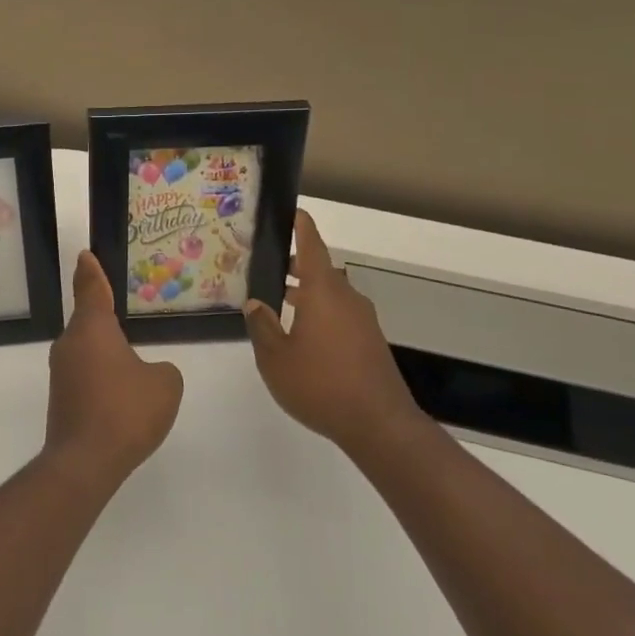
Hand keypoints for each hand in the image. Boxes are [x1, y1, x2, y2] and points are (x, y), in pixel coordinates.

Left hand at [45, 252, 183, 490]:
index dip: (90, 272)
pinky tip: (120, 394)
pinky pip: (85, 375)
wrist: (85, 462)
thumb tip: (148, 372)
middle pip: (88, 321)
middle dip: (103, 316)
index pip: (91, 289)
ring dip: (105, 351)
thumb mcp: (164, 384)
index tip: (84, 255)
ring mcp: (61, 373)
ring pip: (86, 350)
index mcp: (93, 329)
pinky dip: (101, 377)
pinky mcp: (61, 399)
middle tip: (122, 311)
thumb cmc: (127, 411)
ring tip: (129, 358)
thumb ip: (162, 370)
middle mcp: (70, 344)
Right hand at [243, 211, 426, 455]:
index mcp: (323, 292)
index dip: (301, 227)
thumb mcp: (276, 358)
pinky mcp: (370, 342)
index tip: (293, 211)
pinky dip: (320, 312)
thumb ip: (263, 326)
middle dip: (296, 266)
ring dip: (307, 292)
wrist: (378, 424)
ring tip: (280, 302)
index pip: (311, 247)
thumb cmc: (320, 384)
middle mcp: (346, 298)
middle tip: (268, 267)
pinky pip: (340, 314)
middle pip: (320, 270)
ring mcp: (362, 320)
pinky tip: (303, 334)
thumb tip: (256, 303)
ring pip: (331, 294)